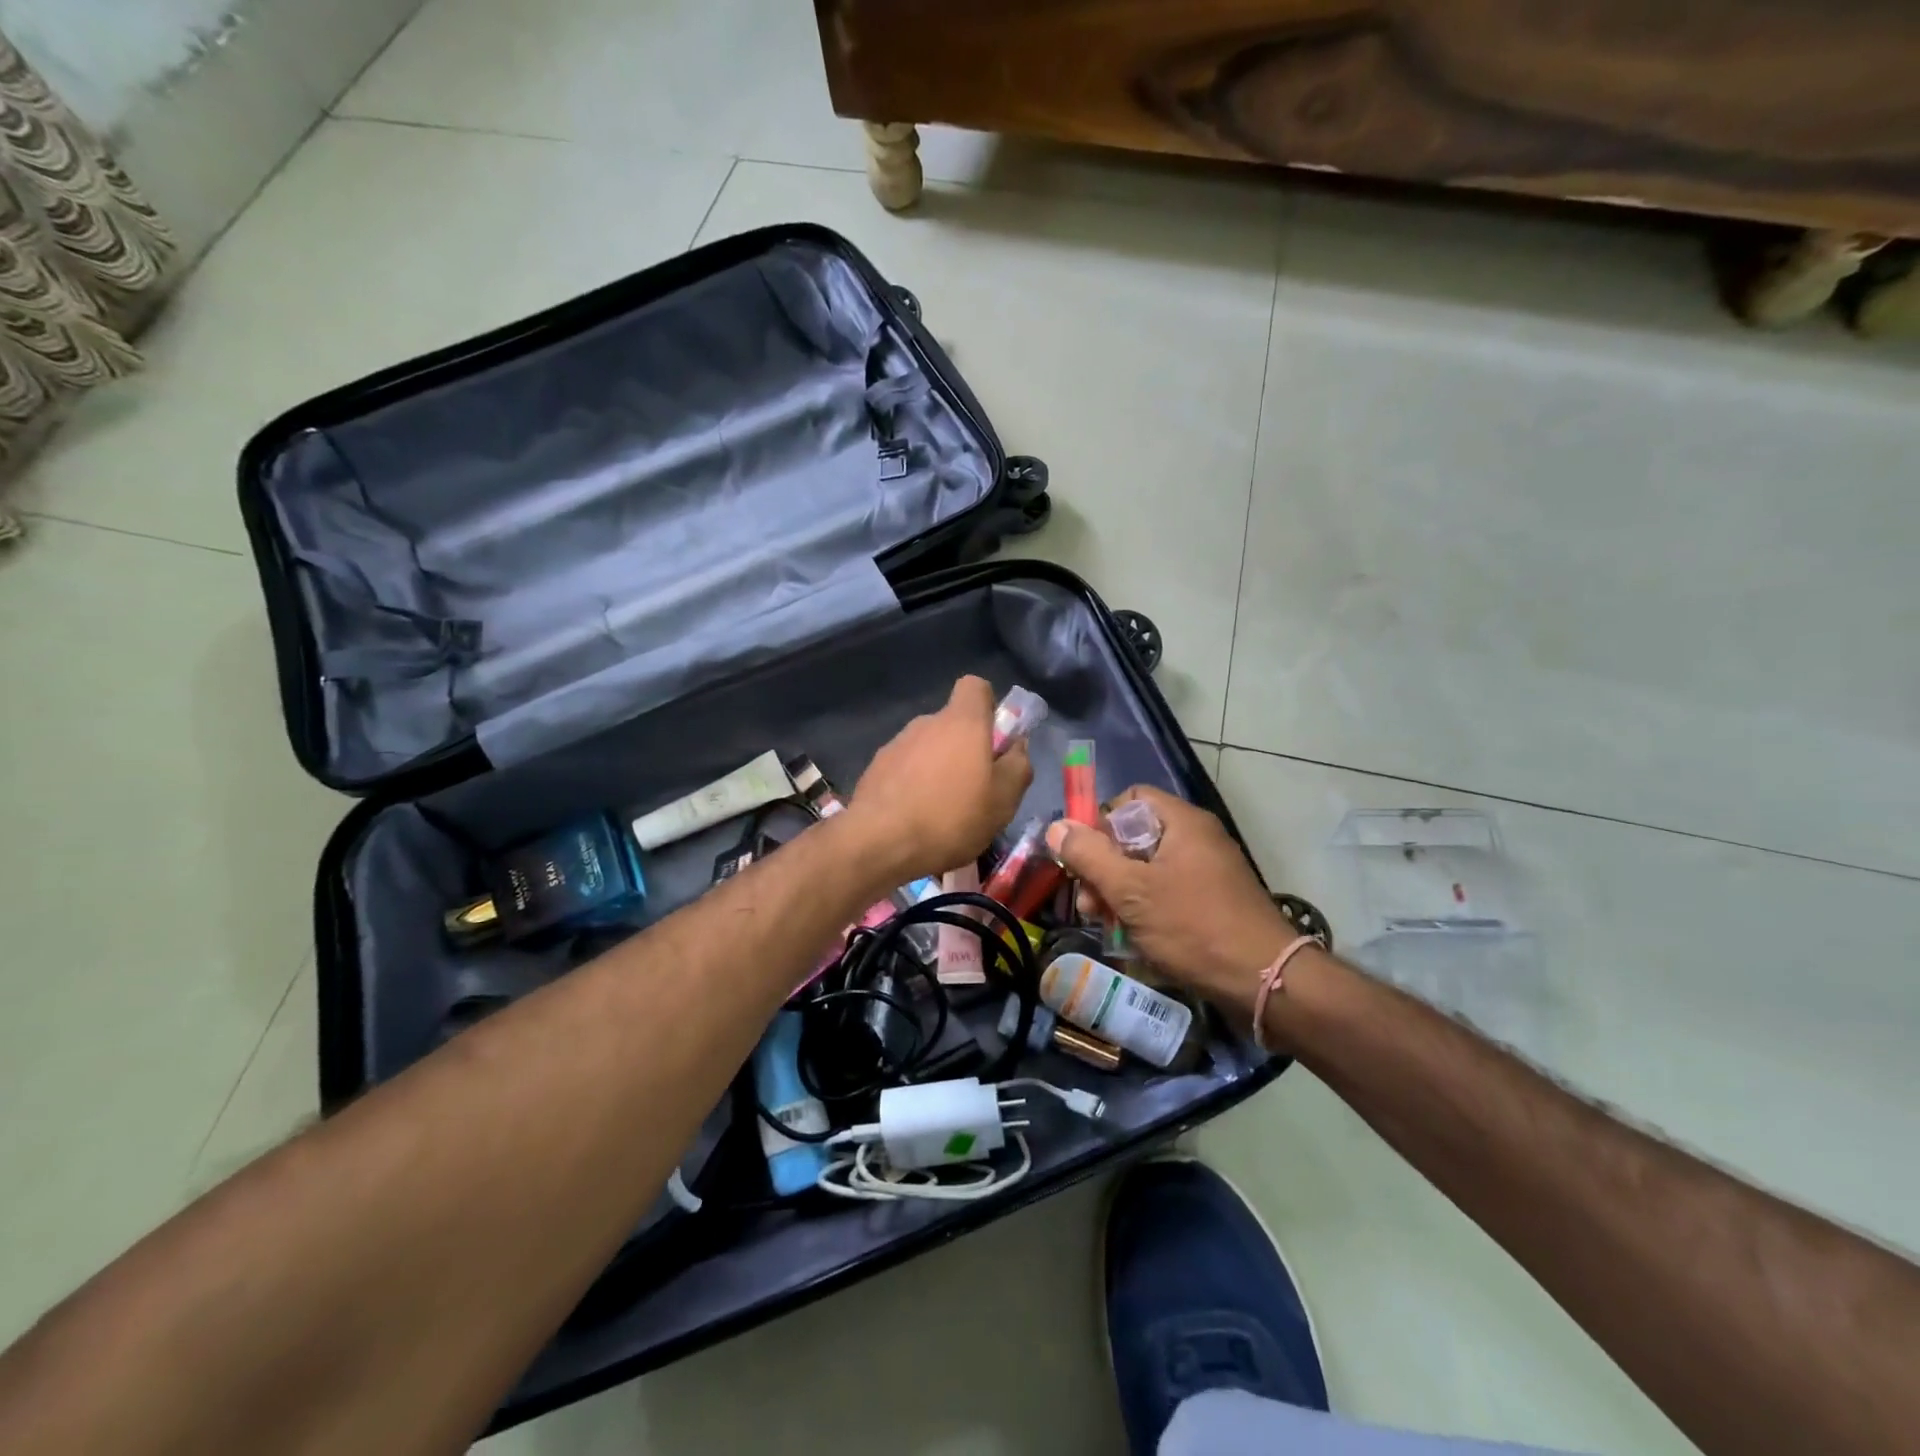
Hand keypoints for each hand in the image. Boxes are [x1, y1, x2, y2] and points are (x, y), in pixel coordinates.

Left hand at [849, 676, 1032, 883]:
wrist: (879, 842)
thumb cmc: (951, 817)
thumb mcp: (1003, 800)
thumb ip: (1018, 766)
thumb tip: (1016, 746)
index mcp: (962, 722)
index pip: (975, 686)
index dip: (988, 706)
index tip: (994, 739)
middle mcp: (926, 723)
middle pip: (952, 723)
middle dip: (965, 748)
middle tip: (975, 789)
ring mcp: (896, 744)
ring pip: (927, 748)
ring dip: (938, 769)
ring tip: (943, 811)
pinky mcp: (874, 768)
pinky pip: (904, 768)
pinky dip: (913, 784)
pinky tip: (916, 817)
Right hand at [1046, 786, 1295, 1018]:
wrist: (1265, 980)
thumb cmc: (1193, 926)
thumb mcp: (1131, 890)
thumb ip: (1089, 856)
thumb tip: (1056, 827)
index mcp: (1182, 822)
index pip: (1129, 800)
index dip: (1100, 823)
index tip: (1084, 858)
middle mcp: (1196, 838)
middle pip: (1134, 836)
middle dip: (1104, 867)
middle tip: (1089, 902)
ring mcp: (1207, 870)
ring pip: (1147, 868)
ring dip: (1119, 892)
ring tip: (1104, 923)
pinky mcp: (1212, 900)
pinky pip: (1167, 891)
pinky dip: (1144, 907)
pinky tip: (1130, 935)